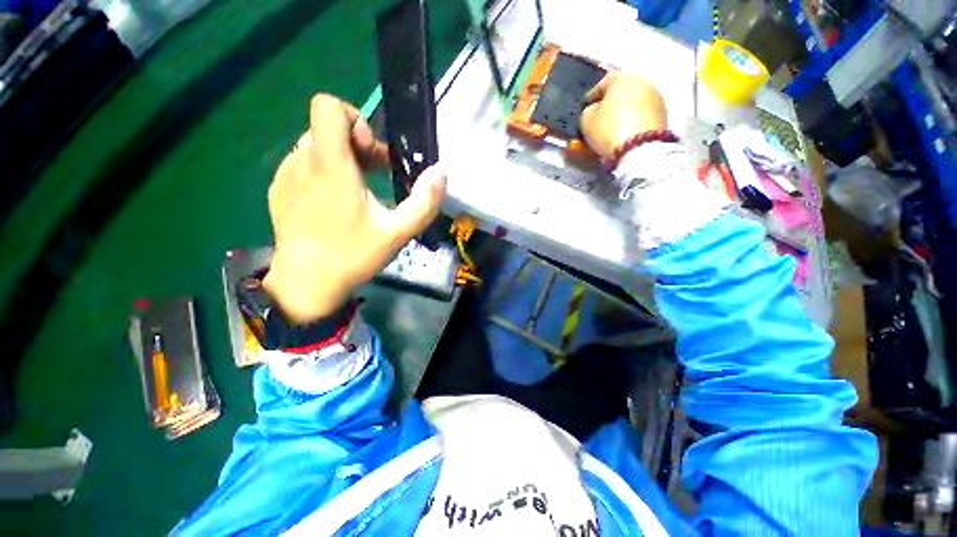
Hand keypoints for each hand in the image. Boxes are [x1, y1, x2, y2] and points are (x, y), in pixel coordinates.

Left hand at [263, 95, 445, 322]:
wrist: (306, 283)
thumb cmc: (353, 255)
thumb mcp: (398, 232)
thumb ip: (424, 202)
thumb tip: (440, 171)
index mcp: (330, 165)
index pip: (328, 106)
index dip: (355, 119)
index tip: (370, 153)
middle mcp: (302, 160)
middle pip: (327, 127)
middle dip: (357, 145)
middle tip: (376, 175)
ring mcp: (285, 174)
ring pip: (316, 146)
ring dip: (342, 159)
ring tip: (358, 192)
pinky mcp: (279, 189)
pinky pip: (303, 164)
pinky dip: (324, 172)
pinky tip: (334, 204)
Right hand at [580, 72, 666, 157]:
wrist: (640, 148)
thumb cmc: (609, 129)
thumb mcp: (587, 120)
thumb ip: (589, 111)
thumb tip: (594, 109)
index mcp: (622, 77)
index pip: (602, 83)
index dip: (592, 96)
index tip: (585, 107)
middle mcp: (642, 81)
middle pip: (621, 91)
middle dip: (609, 104)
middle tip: (599, 117)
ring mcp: (656, 97)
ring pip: (633, 103)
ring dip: (623, 112)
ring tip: (612, 127)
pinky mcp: (663, 114)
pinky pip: (642, 115)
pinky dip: (633, 121)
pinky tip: (625, 131)